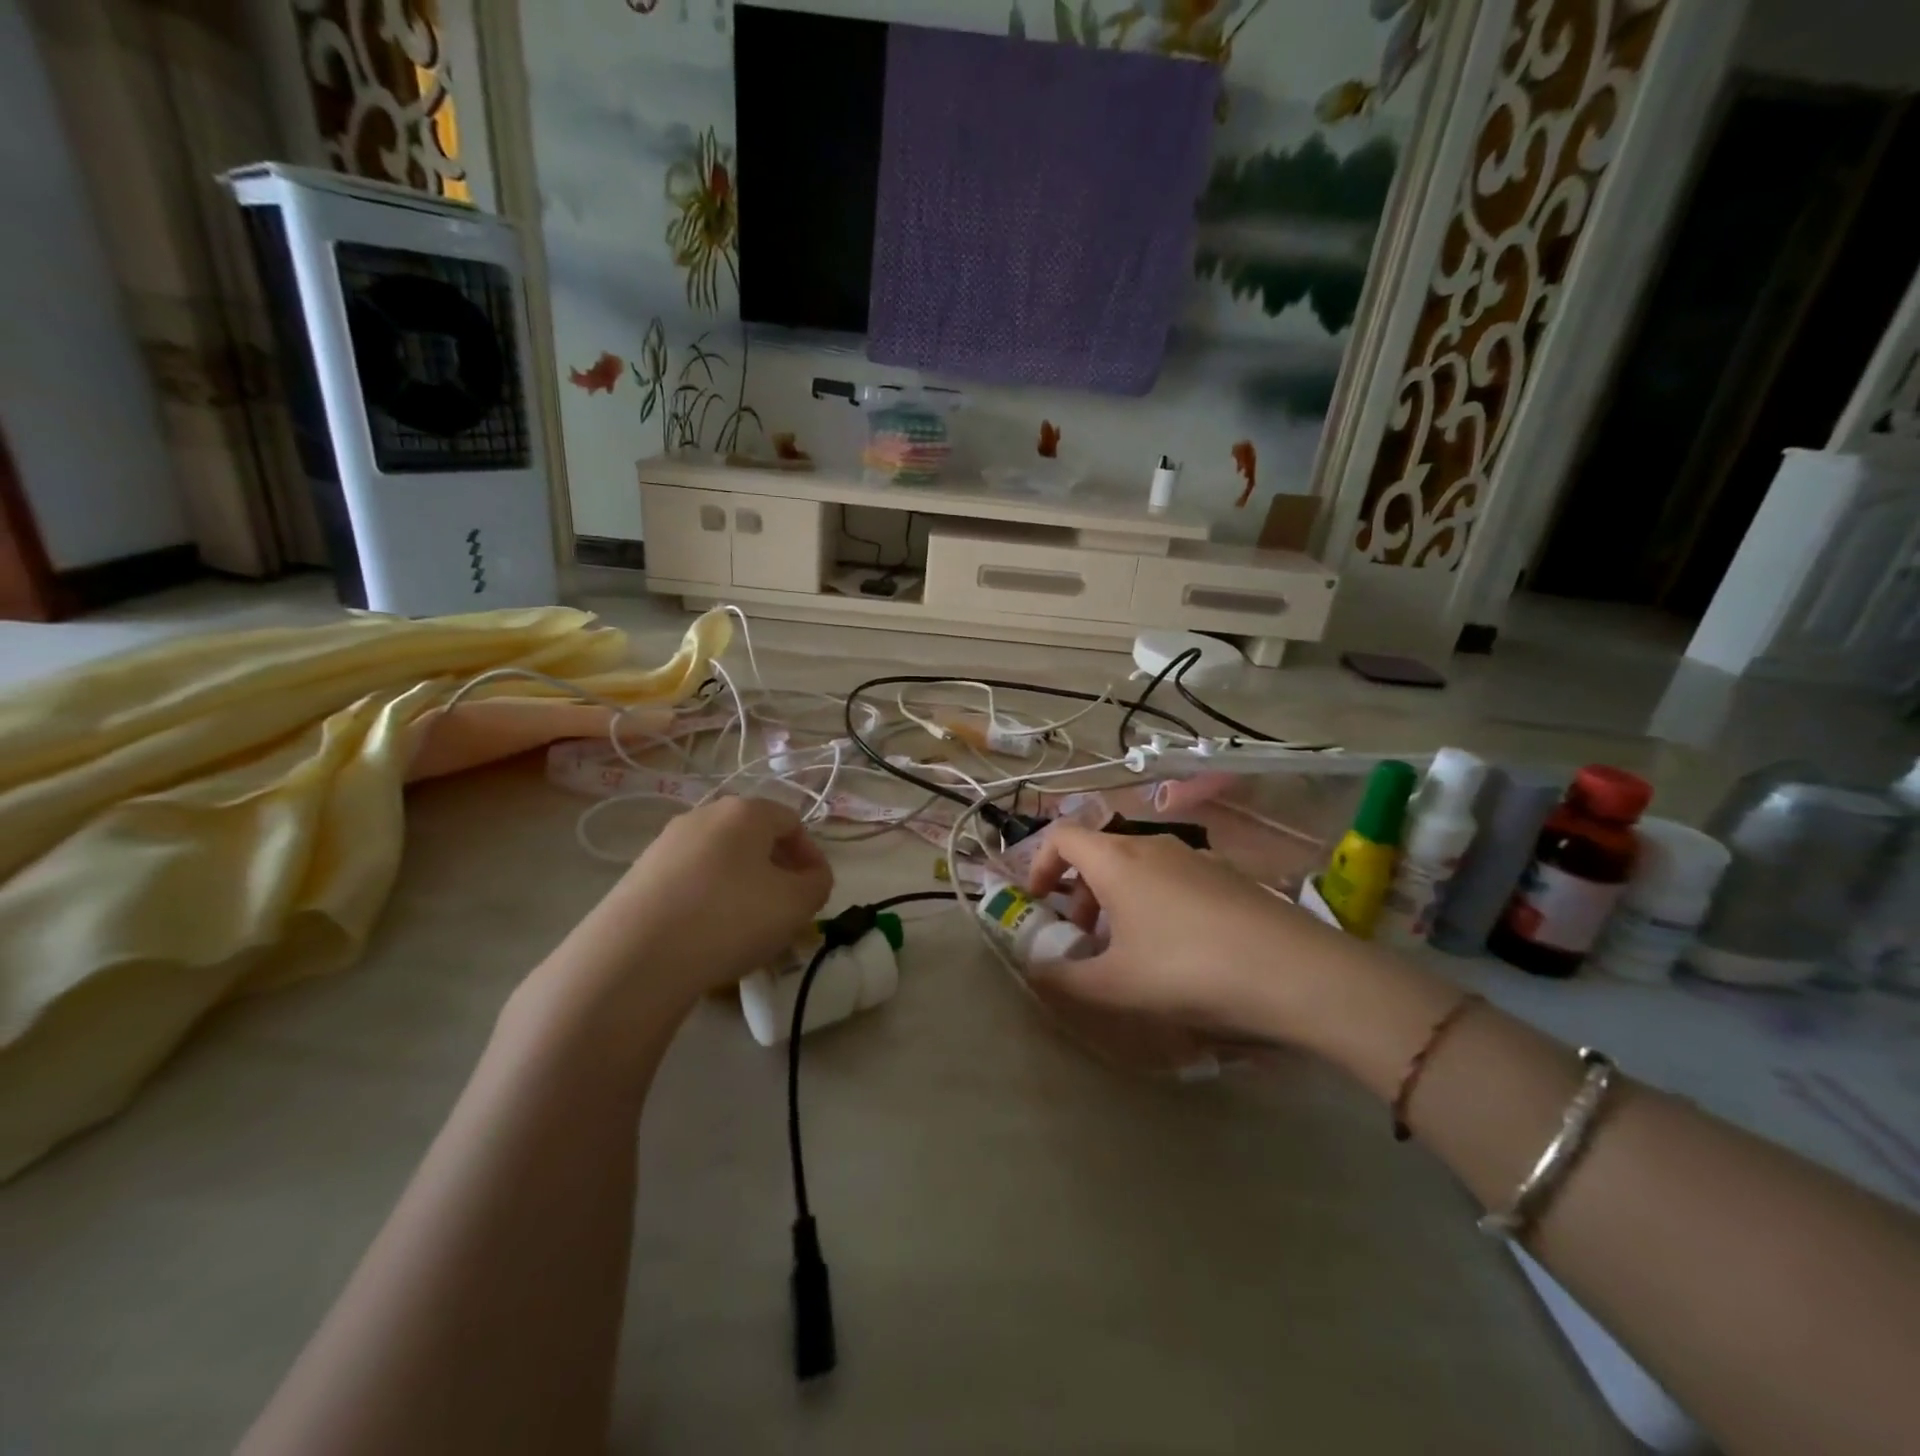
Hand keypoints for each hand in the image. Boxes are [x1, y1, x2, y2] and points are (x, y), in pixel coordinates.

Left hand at [531, 796, 833, 1026]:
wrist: (635, 956)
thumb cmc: (730, 918)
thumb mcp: (796, 904)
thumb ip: (818, 884)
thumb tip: (811, 876)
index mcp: (745, 811)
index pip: (792, 822)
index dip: (811, 855)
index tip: (815, 891)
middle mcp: (704, 815)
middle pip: (754, 836)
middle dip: (776, 869)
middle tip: (784, 908)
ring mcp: (666, 842)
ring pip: (721, 858)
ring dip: (742, 884)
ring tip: (746, 926)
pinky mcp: (640, 873)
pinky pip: (690, 879)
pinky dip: (708, 898)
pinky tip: (707, 933)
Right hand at [1025, 825, 1346, 1041]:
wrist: (1293, 970)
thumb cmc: (1186, 969)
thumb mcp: (1115, 985)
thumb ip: (1063, 978)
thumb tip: (1033, 970)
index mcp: (1116, 858)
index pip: (1061, 835)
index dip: (1039, 863)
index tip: (1038, 902)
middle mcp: (1152, 844)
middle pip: (1099, 852)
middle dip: (1080, 891)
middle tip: (1084, 938)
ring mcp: (1195, 856)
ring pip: (1137, 865)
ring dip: (1118, 899)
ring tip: (1130, 949)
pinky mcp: (1228, 874)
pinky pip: (1173, 877)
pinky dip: (1155, 901)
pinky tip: (1179, 949)